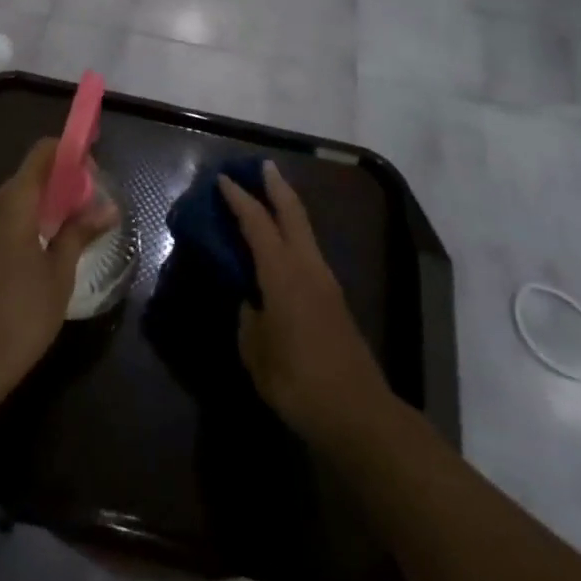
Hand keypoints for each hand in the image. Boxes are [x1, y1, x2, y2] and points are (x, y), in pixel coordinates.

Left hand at [0, 138, 118, 402]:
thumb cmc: (19, 316)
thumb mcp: (58, 274)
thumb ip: (80, 233)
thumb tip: (108, 208)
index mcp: (12, 201)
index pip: (43, 153)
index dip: (70, 153)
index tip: (94, 171)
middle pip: (30, 175)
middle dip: (62, 183)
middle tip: (91, 208)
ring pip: (16, 199)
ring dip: (45, 205)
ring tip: (73, 230)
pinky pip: (3, 219)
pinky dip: (26, 222)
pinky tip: (44, 250)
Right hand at [219, 161, 393, 446]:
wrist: (359, 414)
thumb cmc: (299, 381)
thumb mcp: (257, 353)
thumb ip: (248, 320)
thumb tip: (248, 302)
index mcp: (282, 273)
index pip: (257, 222)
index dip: (238, 199)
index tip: (222, 179)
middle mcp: (306, 266)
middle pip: (292, 212)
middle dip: (275, 185)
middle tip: (260, 166)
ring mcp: (325, 281)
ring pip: (304, 229)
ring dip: (287, 207)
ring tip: (269, 197)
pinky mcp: (334, 299)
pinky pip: (308, 250)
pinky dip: (293, 234)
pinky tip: (282, 245)